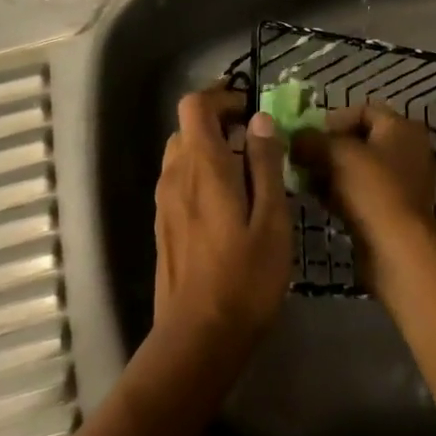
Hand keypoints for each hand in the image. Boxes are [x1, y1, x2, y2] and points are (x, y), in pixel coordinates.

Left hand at [151, 89, 289, 367]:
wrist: (198, 340)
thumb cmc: (245, 278)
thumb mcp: (272, 218)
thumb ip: (266, 164)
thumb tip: (261, 119)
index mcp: (202, 166)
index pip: (195, 105)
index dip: (221, 96)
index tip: (251, 107)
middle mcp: (176, 175)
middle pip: (188, 128)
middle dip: (220, 122)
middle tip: (257, 140)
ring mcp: (164, 202)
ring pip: (182, 154)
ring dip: (211, 149)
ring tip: (248, 172)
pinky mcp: (163, 226)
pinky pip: (180, 181)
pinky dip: (202, 174)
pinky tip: (230, 204)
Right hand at [291, 103, 435, 294]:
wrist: (397, 249)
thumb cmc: (372, 189)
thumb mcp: (335, 154)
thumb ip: (311, 140)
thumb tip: (293, 137)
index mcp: (402, 127)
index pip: (363, 110)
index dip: (333, 119)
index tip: (309, 135)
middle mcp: (408, 150)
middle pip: (360, 140)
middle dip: (328, 148)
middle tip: (302, 158)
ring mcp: (403, 183)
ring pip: (359, 169)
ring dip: (331, 172)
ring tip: (305, 180)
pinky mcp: (394, 211)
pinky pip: (363, 193)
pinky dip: (341, 193)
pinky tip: (319, 201)